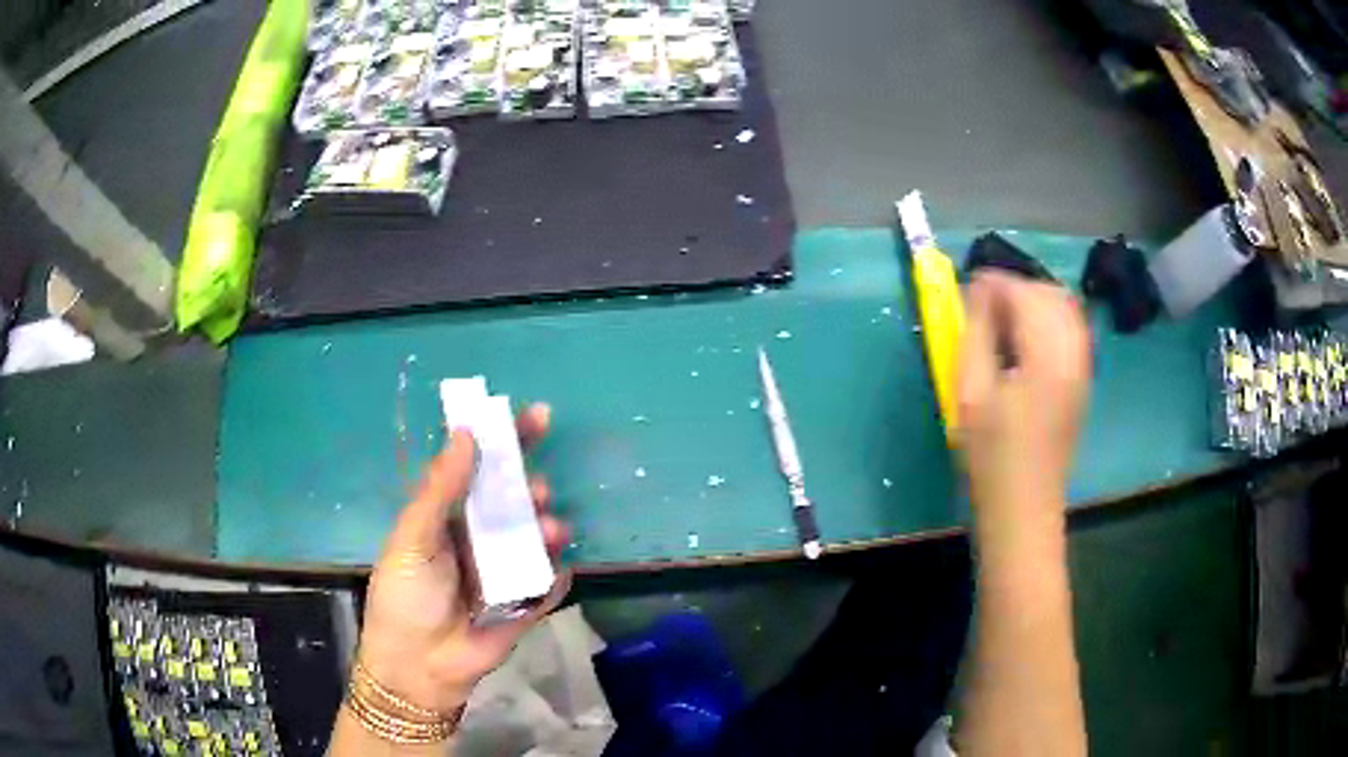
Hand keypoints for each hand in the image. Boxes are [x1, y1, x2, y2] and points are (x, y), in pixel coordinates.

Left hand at [356, 403, 571, 713]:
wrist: (418, 666)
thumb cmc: (405, 596)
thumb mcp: (413, 538)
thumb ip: (440, 491)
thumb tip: (465, 433)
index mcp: (449, 518)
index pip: (480, 471)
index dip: (506, 443)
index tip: (535, 416)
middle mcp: (480, 539)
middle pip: (515, 502)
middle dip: (530, 488)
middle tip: (534, 488)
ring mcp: (505, 573)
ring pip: (536, 540)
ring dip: (548, 529)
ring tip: (548, 529)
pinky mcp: (525, 606)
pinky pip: (549, 585)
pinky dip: (557, 576)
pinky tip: (555, 573)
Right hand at [958, 272, 1090, 526]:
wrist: (1024, 507)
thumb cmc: (991, 455)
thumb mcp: (971, 392)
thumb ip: (976, 333)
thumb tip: (979, 290)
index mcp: (1047, 355)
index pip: (1025, 293)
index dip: (995, 282)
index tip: (967, 287)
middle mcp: (1074, 352)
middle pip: (1050, 294)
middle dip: (1016, 287)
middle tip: (983, 305)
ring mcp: (1083, 366)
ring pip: (1065, 308)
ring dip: (1033, 302)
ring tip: (1002, 320)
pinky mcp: (1083, 380)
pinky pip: (1071, 330)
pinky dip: (1048, 320)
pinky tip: (1025, 340)